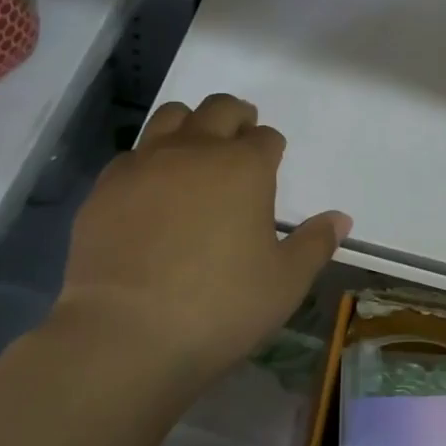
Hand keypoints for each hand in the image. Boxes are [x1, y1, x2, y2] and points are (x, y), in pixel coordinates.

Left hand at [55, 94, 350, 391]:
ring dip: (191, 125)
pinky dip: (149, 161)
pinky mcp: (105, 188)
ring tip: (195, 152)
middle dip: (236, 117)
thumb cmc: (220, 307)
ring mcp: (145, 165)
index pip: (266, 138)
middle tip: (240, 137)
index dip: (272, 148)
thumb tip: (340, 219)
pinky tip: (151, 192)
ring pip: (171, 117)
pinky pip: (132, 155)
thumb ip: (315, 244)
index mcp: (244, 168)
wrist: (126, 335)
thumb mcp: (285, 282)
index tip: (271, 164)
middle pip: (219, 110)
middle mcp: (195, 151)